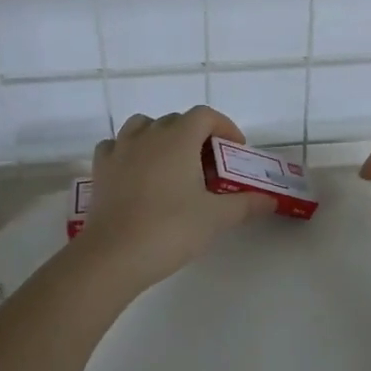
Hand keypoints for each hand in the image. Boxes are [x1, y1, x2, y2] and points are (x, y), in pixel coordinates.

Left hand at [75, 106, 273, 291]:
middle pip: (176, 121)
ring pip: (143, 127)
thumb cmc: (171, 229)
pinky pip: (116, 146)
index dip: (224, 127)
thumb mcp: (216, 218)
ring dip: (161, 137)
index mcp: (178, 138)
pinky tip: (137, 172)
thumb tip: (270, 200)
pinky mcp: (101, 169)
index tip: (235, 150)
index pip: (205, 115)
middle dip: (196, 136)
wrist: (114, 254)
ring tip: (172, 164)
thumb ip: (246, 204)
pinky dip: (130, 151)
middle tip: (209, 167)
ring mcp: (120, 149)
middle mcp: (148, 135)